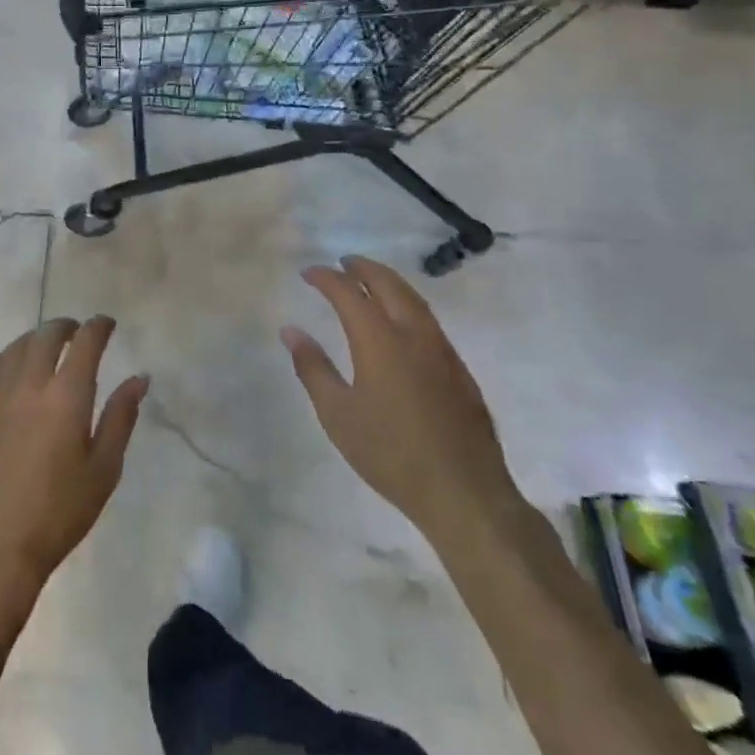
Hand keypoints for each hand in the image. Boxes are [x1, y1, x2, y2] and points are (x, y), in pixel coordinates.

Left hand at [0, 316, 147, 596]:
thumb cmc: (58, 513)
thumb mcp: (103, 469)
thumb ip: (120, 417)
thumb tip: (139, 378)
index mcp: (66, 396)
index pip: (85, 342)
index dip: (98, 327)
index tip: (107, 324)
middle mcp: (30, 384)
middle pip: (46, 335)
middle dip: (66, 326)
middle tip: (78, 332)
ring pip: (17, 346)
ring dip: (36, 338)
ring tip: (48, 346)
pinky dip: (9, 356)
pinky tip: (14, 368)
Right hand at [282, 255, 520, 532]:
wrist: (463, 491)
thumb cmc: (390, 453)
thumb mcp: (338, 414)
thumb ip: (313, 368)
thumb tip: (291, 331)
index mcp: (380, 341)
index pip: (349, 293)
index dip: (327, 278)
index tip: (308, 273)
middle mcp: (413, 334)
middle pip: (388, 284)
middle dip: (362, 268)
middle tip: (342, 263)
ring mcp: (442, 349)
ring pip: (413, 298)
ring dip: (388, 281)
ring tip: (369, 281)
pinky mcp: (459, 368)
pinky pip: (428, 319)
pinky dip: (407, 303)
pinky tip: (401, 319)